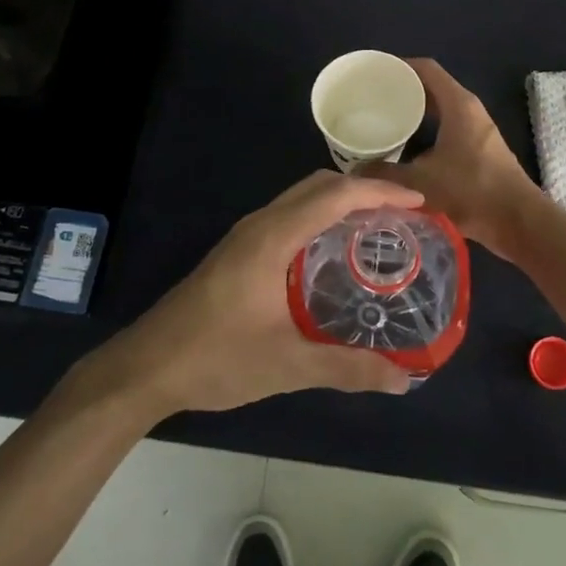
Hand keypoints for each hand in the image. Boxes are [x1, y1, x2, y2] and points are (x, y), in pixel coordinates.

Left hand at [87, 171, 421, 417]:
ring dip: (340, 202)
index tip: (418, 201)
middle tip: (403, 214)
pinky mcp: (238, 251)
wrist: (147, 366)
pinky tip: (334, 253)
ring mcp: (246, 236)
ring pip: (301, 199)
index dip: (379, 191)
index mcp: (274, 237)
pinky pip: (289, 216)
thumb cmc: (216, 358)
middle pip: (318, 186)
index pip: (334, 195)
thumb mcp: (287, 365)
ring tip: (377, 228)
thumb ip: (347, 369)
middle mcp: (261, 224)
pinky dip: (320, 218)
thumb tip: (404, 380)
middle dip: (363, 189)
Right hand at [364, 58, 542, 261]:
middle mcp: (469, 110)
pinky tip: (404, 148)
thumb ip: (385, 174)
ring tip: (381, 121)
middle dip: (402, 90)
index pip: (426, 69)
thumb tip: (355, 172)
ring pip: (439, 110)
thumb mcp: (420, 183)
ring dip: (413, 113)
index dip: (399, 66)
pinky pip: (445, 128)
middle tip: (370, 99)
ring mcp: (476, 130)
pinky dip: (424, 131)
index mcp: (458, 104)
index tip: (372, 72)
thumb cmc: (472, 192)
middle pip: (431, 88)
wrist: (518, 222)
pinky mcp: (479, 150)